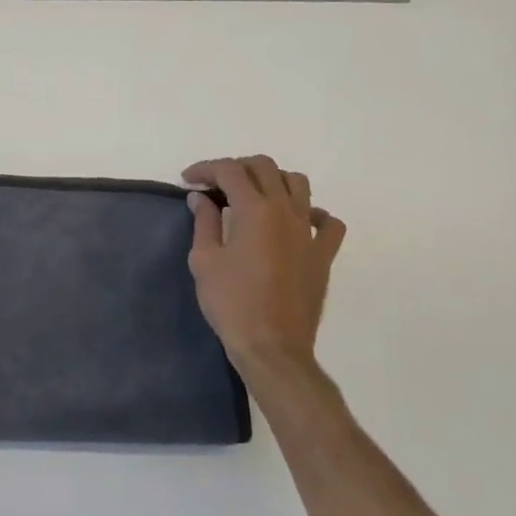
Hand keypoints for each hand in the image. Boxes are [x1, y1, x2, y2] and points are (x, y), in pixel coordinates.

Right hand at [183, 155, 346, 382]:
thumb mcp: (204, 260)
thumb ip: (204, 222)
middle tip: (216, 184)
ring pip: (298, 184)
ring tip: (253, 195)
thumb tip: (201, 198)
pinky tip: (295, 222)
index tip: (188, 180)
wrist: (272, 347)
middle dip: (237, 167)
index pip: (229, 171)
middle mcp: (286, 212)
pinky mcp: (323, 255)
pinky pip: (327, 222)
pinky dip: (311, 213)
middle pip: (265, 167)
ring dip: (273, 181)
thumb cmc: (231, 303)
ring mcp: (309, 232)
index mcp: (255, 210)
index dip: (205, 169)